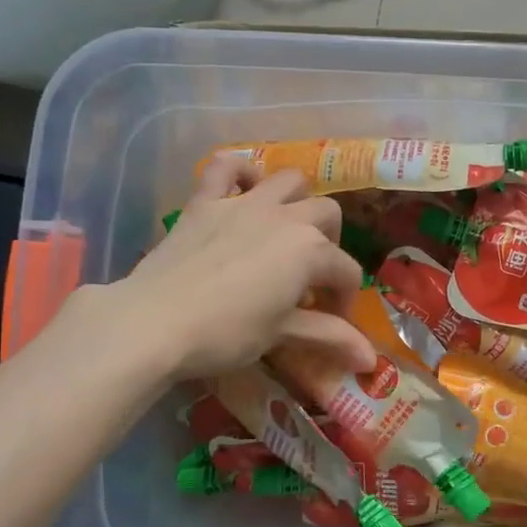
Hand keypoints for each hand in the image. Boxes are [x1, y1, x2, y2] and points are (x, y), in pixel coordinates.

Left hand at [113, 158, 375, 382]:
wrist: (155, 321)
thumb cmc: (226, 333)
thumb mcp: (281, 335)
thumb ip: (328, 337)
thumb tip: (371, 360)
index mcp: (310, 251)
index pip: (345, 272)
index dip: (344, 298)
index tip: (332, 320)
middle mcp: (286, 217)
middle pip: (327, 215)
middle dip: (330, 244)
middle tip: (311, 276)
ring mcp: (244, 202)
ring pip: (289, 180)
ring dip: (298, 200)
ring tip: (288, 228)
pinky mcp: (205, 200)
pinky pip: (227, 166)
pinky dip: (241, 171)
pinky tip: (245, 188)